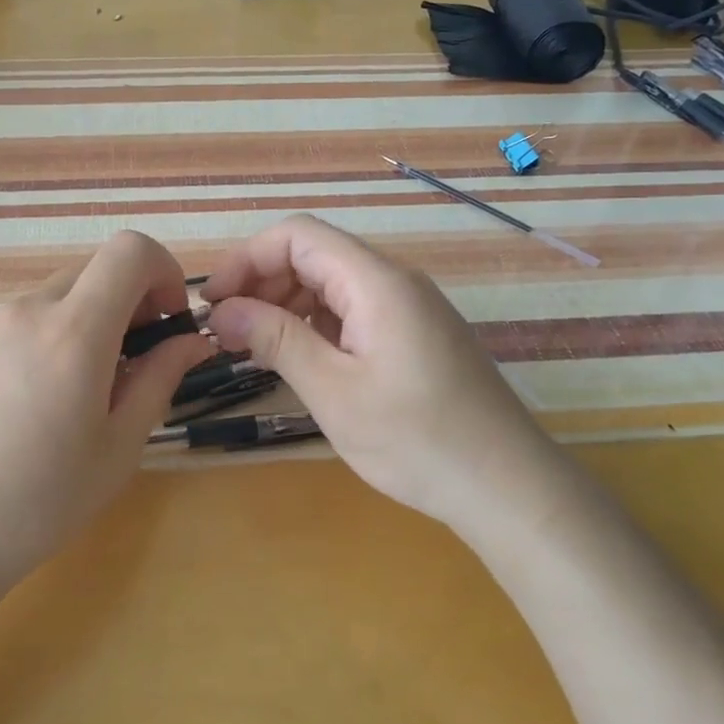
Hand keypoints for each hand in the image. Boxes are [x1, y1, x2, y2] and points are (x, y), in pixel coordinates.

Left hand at [0, 231, 212, 611]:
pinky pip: (35, 317)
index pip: (130, 250)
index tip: (170, 324)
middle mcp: (32, 310)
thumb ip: (160, 379)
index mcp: (74, 329)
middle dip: (136, 300)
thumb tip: (193, 341)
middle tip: (143, 361)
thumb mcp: (118, 446)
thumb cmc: (38, 501)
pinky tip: (57, 396)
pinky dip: (65, 332)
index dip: (165, 273)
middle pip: (99, 268)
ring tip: (100, 387)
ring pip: (67, 293)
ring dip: (100, 318)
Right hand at [202, 215, 563, 531]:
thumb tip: (222, 310)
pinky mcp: (415, 334)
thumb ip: (276, 340)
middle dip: (262, 283)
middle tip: (227, 331)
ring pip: (331, 283)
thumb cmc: (418, 441)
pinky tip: (299, 358)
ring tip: (255, 347)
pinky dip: (315, 324)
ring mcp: (408, 307)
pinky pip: (353, 309)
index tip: (214, 302)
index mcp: (377, 282)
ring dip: (286, 305)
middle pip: (314, 255)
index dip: (247, 259)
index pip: (297, 235)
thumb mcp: (334, 391)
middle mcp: (394, 281)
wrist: (509, 488)